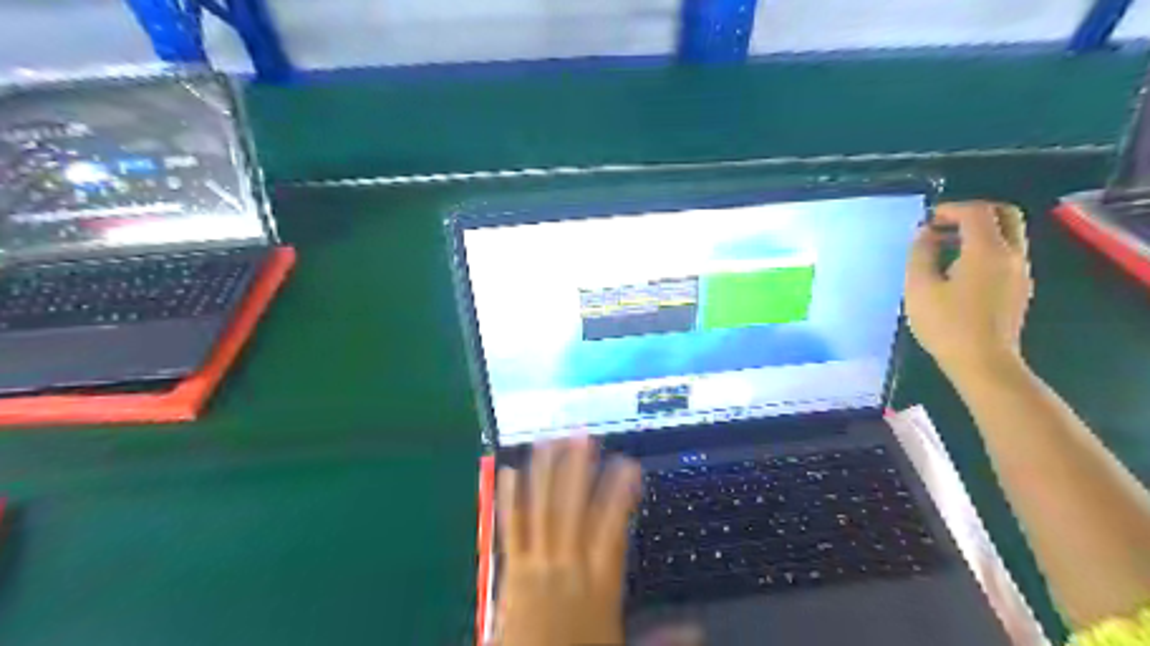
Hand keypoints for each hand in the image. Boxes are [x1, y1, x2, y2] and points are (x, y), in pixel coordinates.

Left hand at [493, 440, 641, 645]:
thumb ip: (661, 639)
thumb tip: (699, 628)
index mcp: (599, 585)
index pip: (613, 528)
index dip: (620, 493)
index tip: (628, 463)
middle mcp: (567, 567)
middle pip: (572, 510)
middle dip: (578, 469)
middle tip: (583, 435)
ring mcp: (535, 566)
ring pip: (541, 511)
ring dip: (545, 473)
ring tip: (549, 440)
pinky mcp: (509, 572)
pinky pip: (510, 530)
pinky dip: (508, 500)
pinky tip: (508, 472)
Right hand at [909, 203, 1034, 381]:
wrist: (983, 363)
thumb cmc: (946, 325)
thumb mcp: (919, 288)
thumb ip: (921, 254)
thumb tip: (925, 234)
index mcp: (988, 251)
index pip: (976, 212)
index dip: (950, 209)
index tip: (927, 219)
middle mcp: (1012, 254)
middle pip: (1005, 214)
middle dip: (974, 212)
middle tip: (945, 224)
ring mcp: (1020, 272)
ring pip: (1009, 233)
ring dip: (980, 230)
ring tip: (946, 246)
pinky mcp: (1019, 287)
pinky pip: (1007, 253)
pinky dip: (986, 247)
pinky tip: (959, 267)